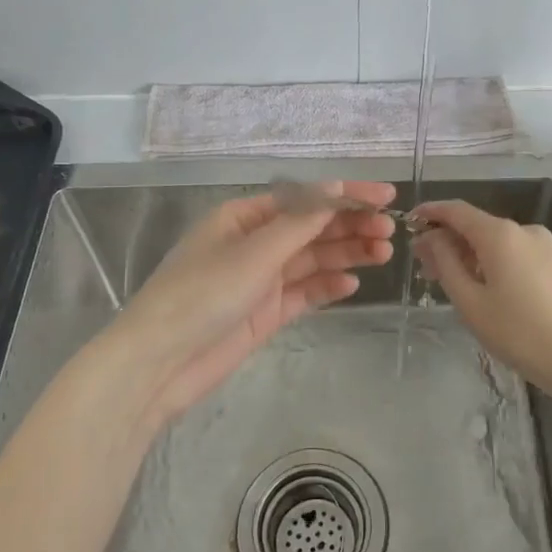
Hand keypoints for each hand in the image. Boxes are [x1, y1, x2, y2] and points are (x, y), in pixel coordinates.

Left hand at [109, 181, 396, 424]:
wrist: (161, 362)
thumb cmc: (203, 293)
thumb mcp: (254, 252)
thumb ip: (299, 223)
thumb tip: (334, 189)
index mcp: (244, 217)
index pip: (303, 198)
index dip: (345, 195)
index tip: (385, 196)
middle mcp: (253, 243)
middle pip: (310, 228)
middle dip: (349, 226)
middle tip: (389, 231)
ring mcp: (259, 279)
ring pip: (311, 260)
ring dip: (345, 254)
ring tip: (383, 253)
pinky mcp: (264, 313)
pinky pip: (303, 293)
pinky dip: (327, 286)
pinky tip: (352, 284)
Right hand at [411, 199, 551, 404]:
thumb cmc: (520, 333)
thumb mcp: (471, 302)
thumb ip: (446, 263)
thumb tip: (431, 237)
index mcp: (500, 234)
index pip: (456, 210)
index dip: (430, 212)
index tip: (408, 222)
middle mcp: (523, 229)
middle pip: (475, 225)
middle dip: (446, 239)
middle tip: (422, 264)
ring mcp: (543, 245)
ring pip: (494, 241)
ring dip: (468, 253)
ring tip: (447, 280)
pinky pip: (513, 253)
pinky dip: (490, 261)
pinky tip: (480, 286)